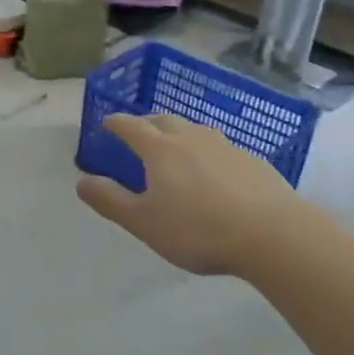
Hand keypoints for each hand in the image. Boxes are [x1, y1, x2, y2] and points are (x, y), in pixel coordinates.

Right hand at [76, 114, 309, 277]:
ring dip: (179, 134)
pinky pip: (221, 149)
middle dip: (147, 123)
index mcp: (159, 149)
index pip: (131, 126)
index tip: (106, 122)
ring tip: (176, 149)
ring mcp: (225, 146)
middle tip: (139, 133)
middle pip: (163, 120)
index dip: (115, 123)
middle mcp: (191, 137)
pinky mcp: (253, 161)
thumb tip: (81, 181)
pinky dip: (208, 153)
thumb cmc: (198, 229)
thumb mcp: (144, 222)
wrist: (272, 234)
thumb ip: (110, 201)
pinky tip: (214, 173)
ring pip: (195, 131)